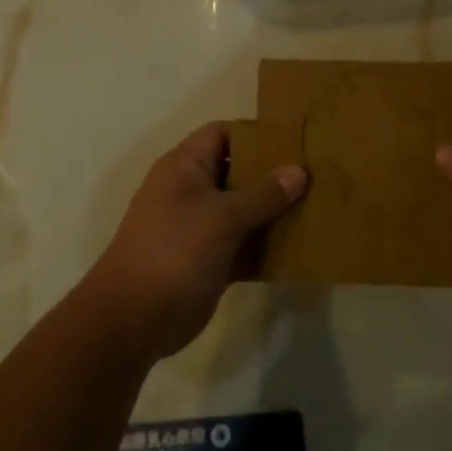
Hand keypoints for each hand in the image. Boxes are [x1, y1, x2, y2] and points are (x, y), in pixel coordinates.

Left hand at [86, 124, 306, 359]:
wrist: (135, 317)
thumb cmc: (176, 250)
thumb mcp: (223, 216)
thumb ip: (264, 193)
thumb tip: (299, 170)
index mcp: (185, 166)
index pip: (222, 134)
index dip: (256, 133)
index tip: (295, 140)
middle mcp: (191, 189)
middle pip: (237, 170)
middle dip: (272, 172)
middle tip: (315, 173)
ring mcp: (199, 225)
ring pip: (243, 207)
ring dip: (274, 209)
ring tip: (316, 204)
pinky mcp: (209, 257)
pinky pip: (243, 241)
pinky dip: (266, 243)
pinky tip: (300, 244)